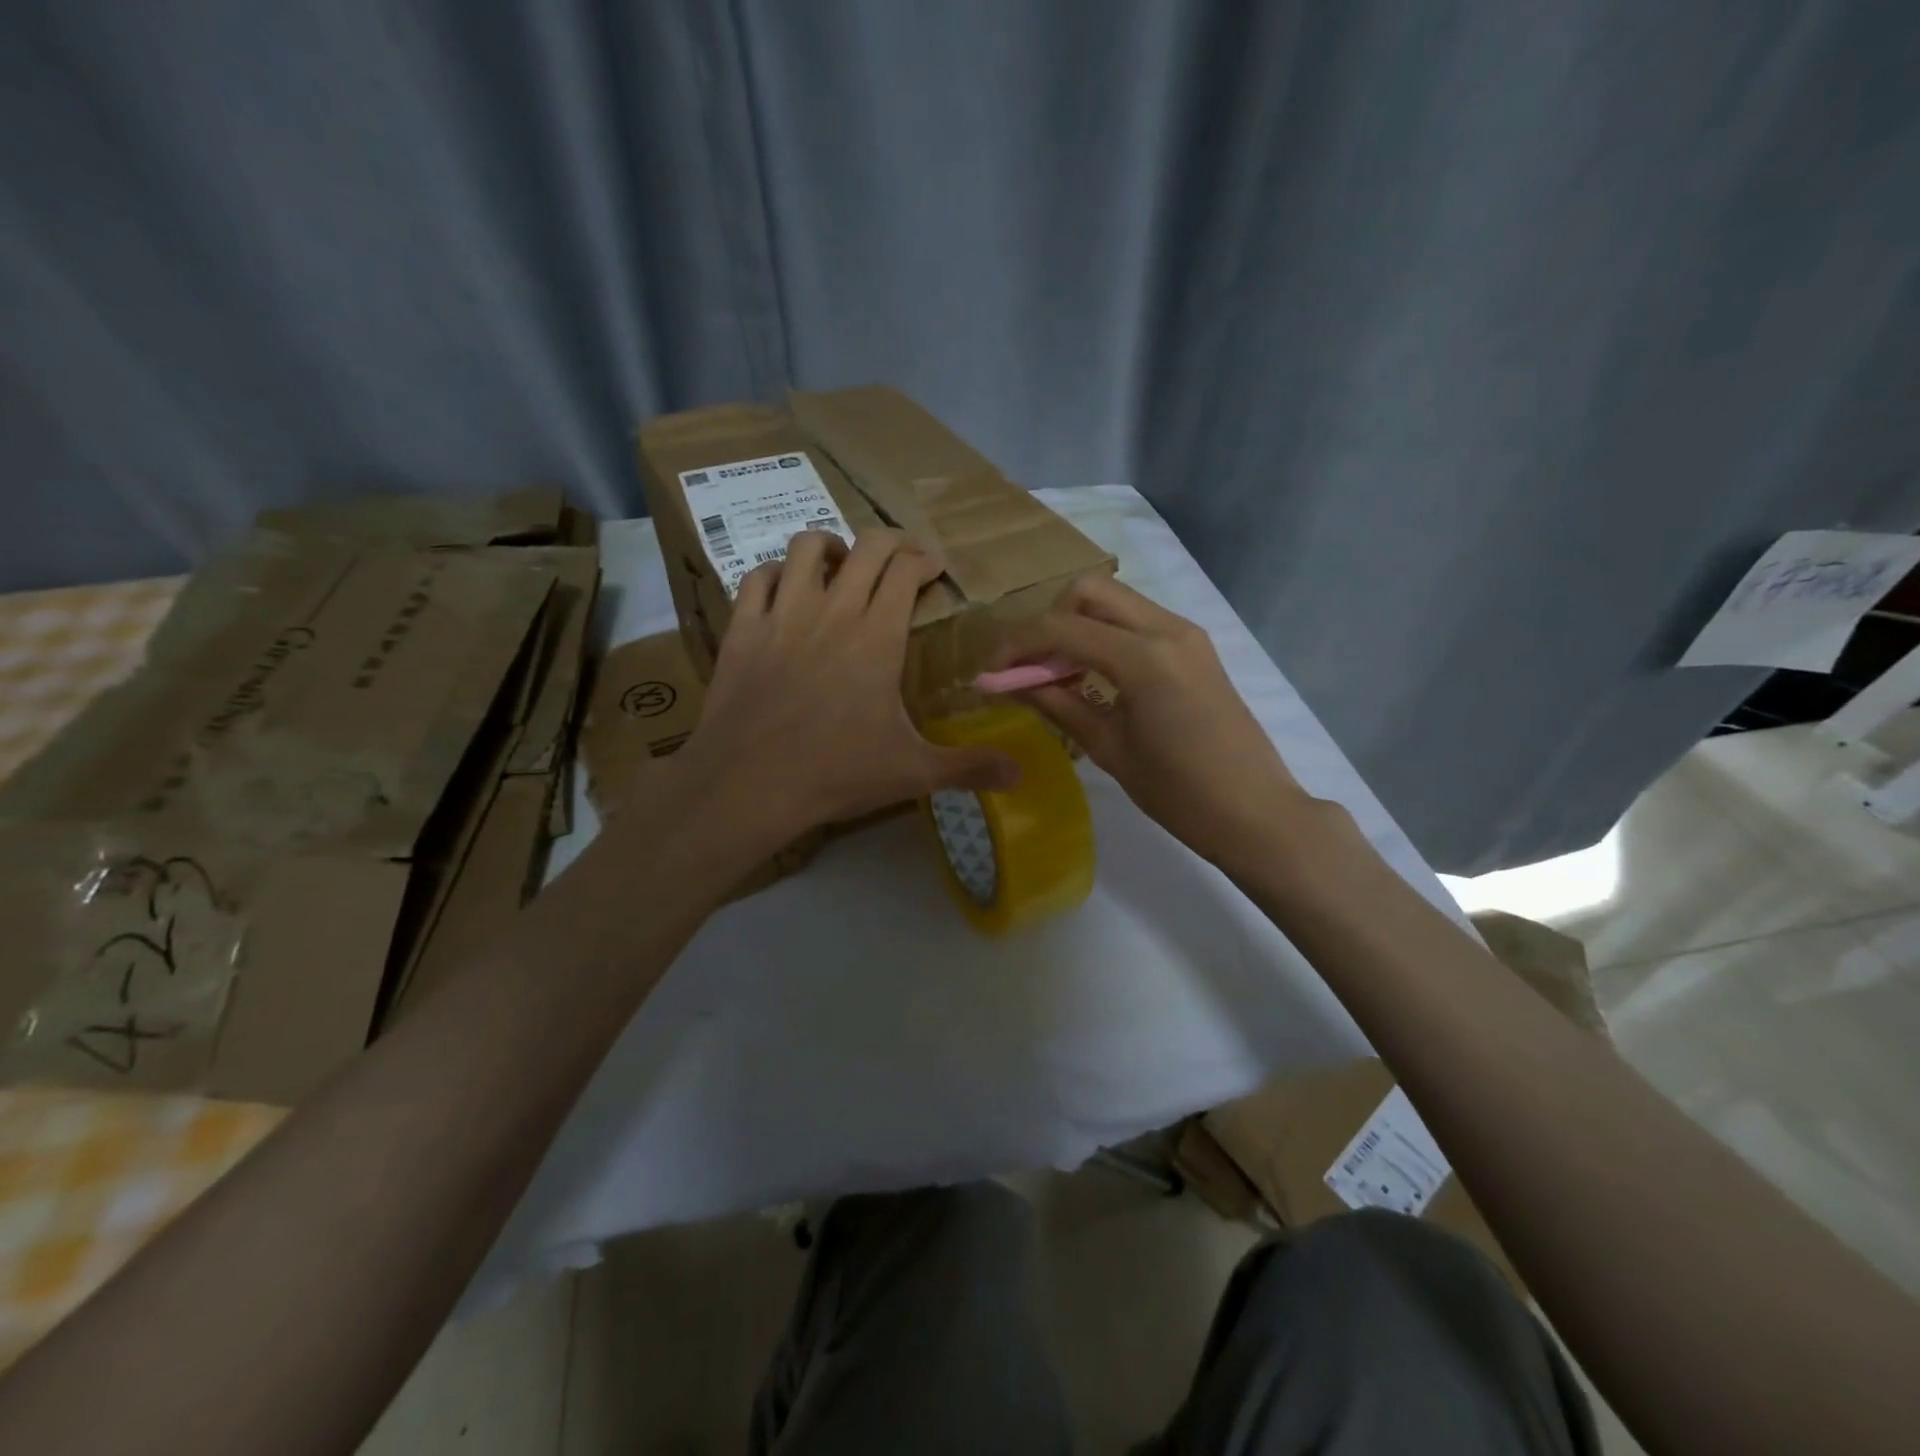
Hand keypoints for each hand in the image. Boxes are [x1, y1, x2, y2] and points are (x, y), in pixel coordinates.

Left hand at [678, 530, 1019, 839]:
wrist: (747, 784)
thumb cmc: (836, 773)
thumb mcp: (912, 772)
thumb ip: (968, 767)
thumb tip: (1021, 775)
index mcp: (877, 636)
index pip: (905, 571)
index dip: (925, 559)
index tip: (935, 568)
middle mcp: (832, 611)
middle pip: (866, 546)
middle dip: (891, 542)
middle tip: (902, 560)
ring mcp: (782, 615)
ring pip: (807, 547)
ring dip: (833, 548)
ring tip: (843, 567)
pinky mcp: (743, 629)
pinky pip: (757, 577)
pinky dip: (778, 573)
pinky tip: (787, 591)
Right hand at [999, 574, 1315, 865]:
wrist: (1254, 810)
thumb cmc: (1178, 792)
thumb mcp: (1109, 748)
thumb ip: (1059, 704)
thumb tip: (1013, 683)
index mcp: (1144, 658)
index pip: (1063, 628)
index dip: (1018, 645)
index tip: (991, 670)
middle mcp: (1167, 629)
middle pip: (1089, 591)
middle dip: (1048, 620)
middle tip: (1031, 665)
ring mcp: (1186, 633)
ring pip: (1114, 601)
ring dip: (1076, 624)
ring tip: (1057, 673)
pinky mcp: (1194, 646)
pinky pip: (1137, 621)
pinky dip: (1105, 634)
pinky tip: (1093, 675)